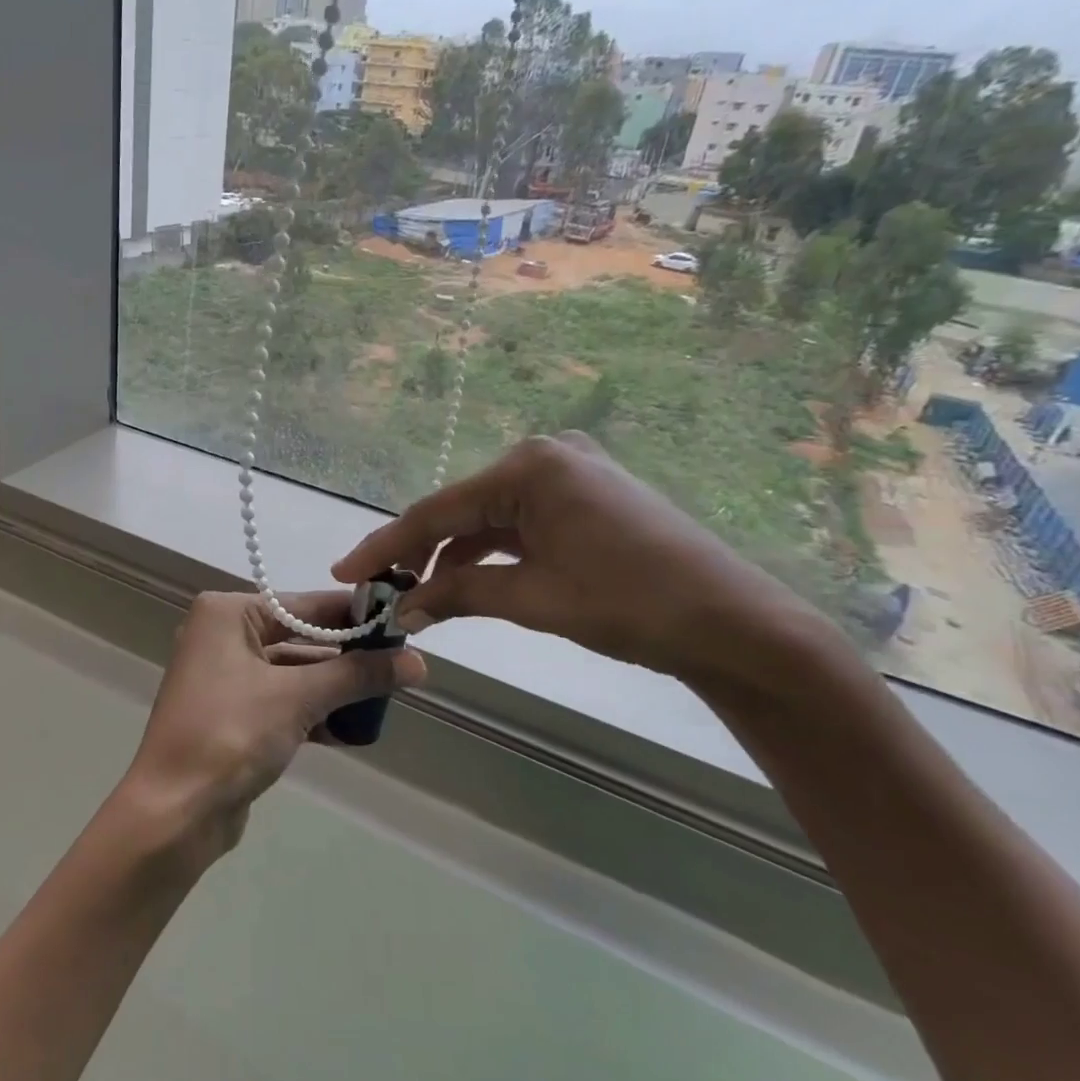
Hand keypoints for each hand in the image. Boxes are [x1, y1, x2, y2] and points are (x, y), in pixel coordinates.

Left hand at [119, 591, 426, 864]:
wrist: (175, 812)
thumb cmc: (232, 735)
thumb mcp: (298, 698)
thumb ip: (357, 675)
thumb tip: (418, 662)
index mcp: (227, 614)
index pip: (305, 604)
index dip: (355, 614)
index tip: (403, 622)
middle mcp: (222, 635)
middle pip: (300, 636)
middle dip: (348, 656)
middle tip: (402, 665)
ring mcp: (225, 676)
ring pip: (293, 672)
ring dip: (334, 688)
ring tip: (386, 699)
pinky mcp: (232, 714)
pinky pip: (282, 701)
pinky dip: (313, 712)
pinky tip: (352, 730)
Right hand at [333, 433, 840, 694]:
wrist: (735, 624)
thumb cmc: (631, 604)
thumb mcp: (532, 598)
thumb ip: (457, 594)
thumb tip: (399, 611)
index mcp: (529, 467)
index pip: (438, 511)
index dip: (386, 546)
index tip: (344, 573)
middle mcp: (544, 456)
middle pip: (460, 510)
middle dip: (418, 553)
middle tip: (379, 590)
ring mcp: (568, 474)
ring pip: (488, 519)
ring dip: (453, 556)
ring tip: (416, 594)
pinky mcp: (584, 497)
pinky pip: (519, 523)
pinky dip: (490, 554)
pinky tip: (463, 581)